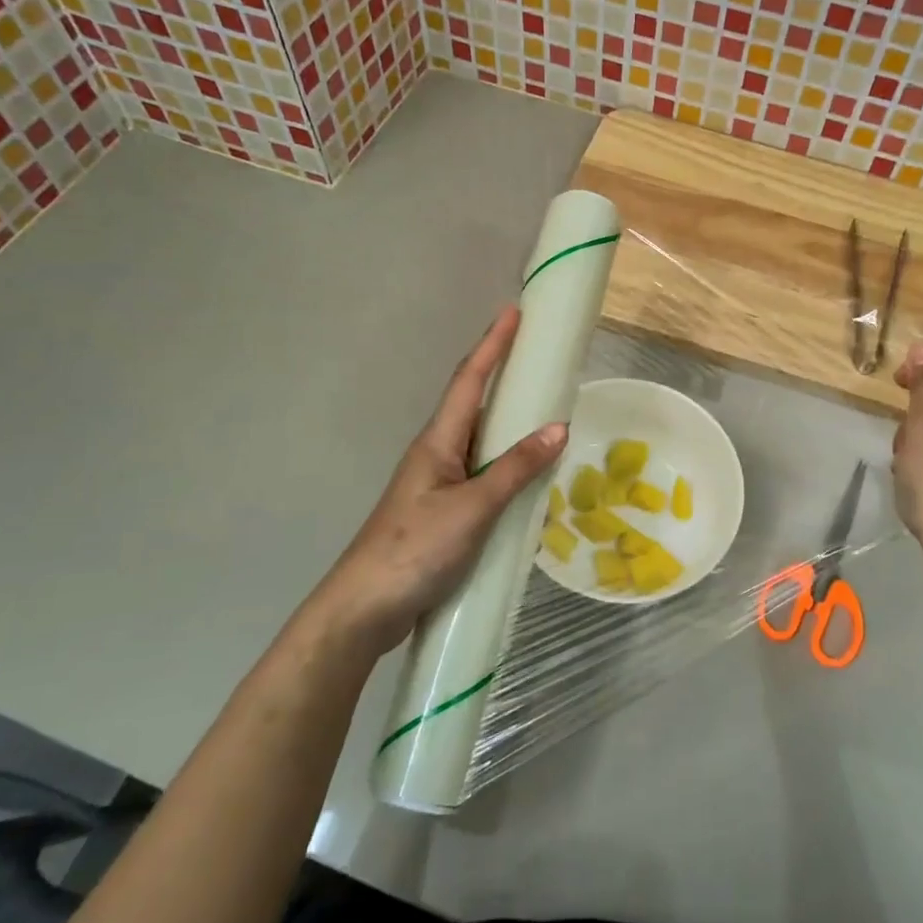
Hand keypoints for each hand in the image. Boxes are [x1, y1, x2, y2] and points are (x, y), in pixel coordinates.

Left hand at [304, 307, 565, 657]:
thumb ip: (515, 470)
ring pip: (478, 442)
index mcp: (438, 441)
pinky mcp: (442, 513)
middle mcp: (436, 454)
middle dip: (502, 376)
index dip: (492, 345)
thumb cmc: (414, 549)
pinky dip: (506, 467)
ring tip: (543, 413)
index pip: (469, 380)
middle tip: (539, 360)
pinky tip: (526, 480)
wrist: (364, 609)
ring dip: (507, 424)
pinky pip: (481, 476)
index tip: (513, 312)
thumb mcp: (472, 508)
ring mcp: (437, 484)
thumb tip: (558, 428)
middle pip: (473, 404)